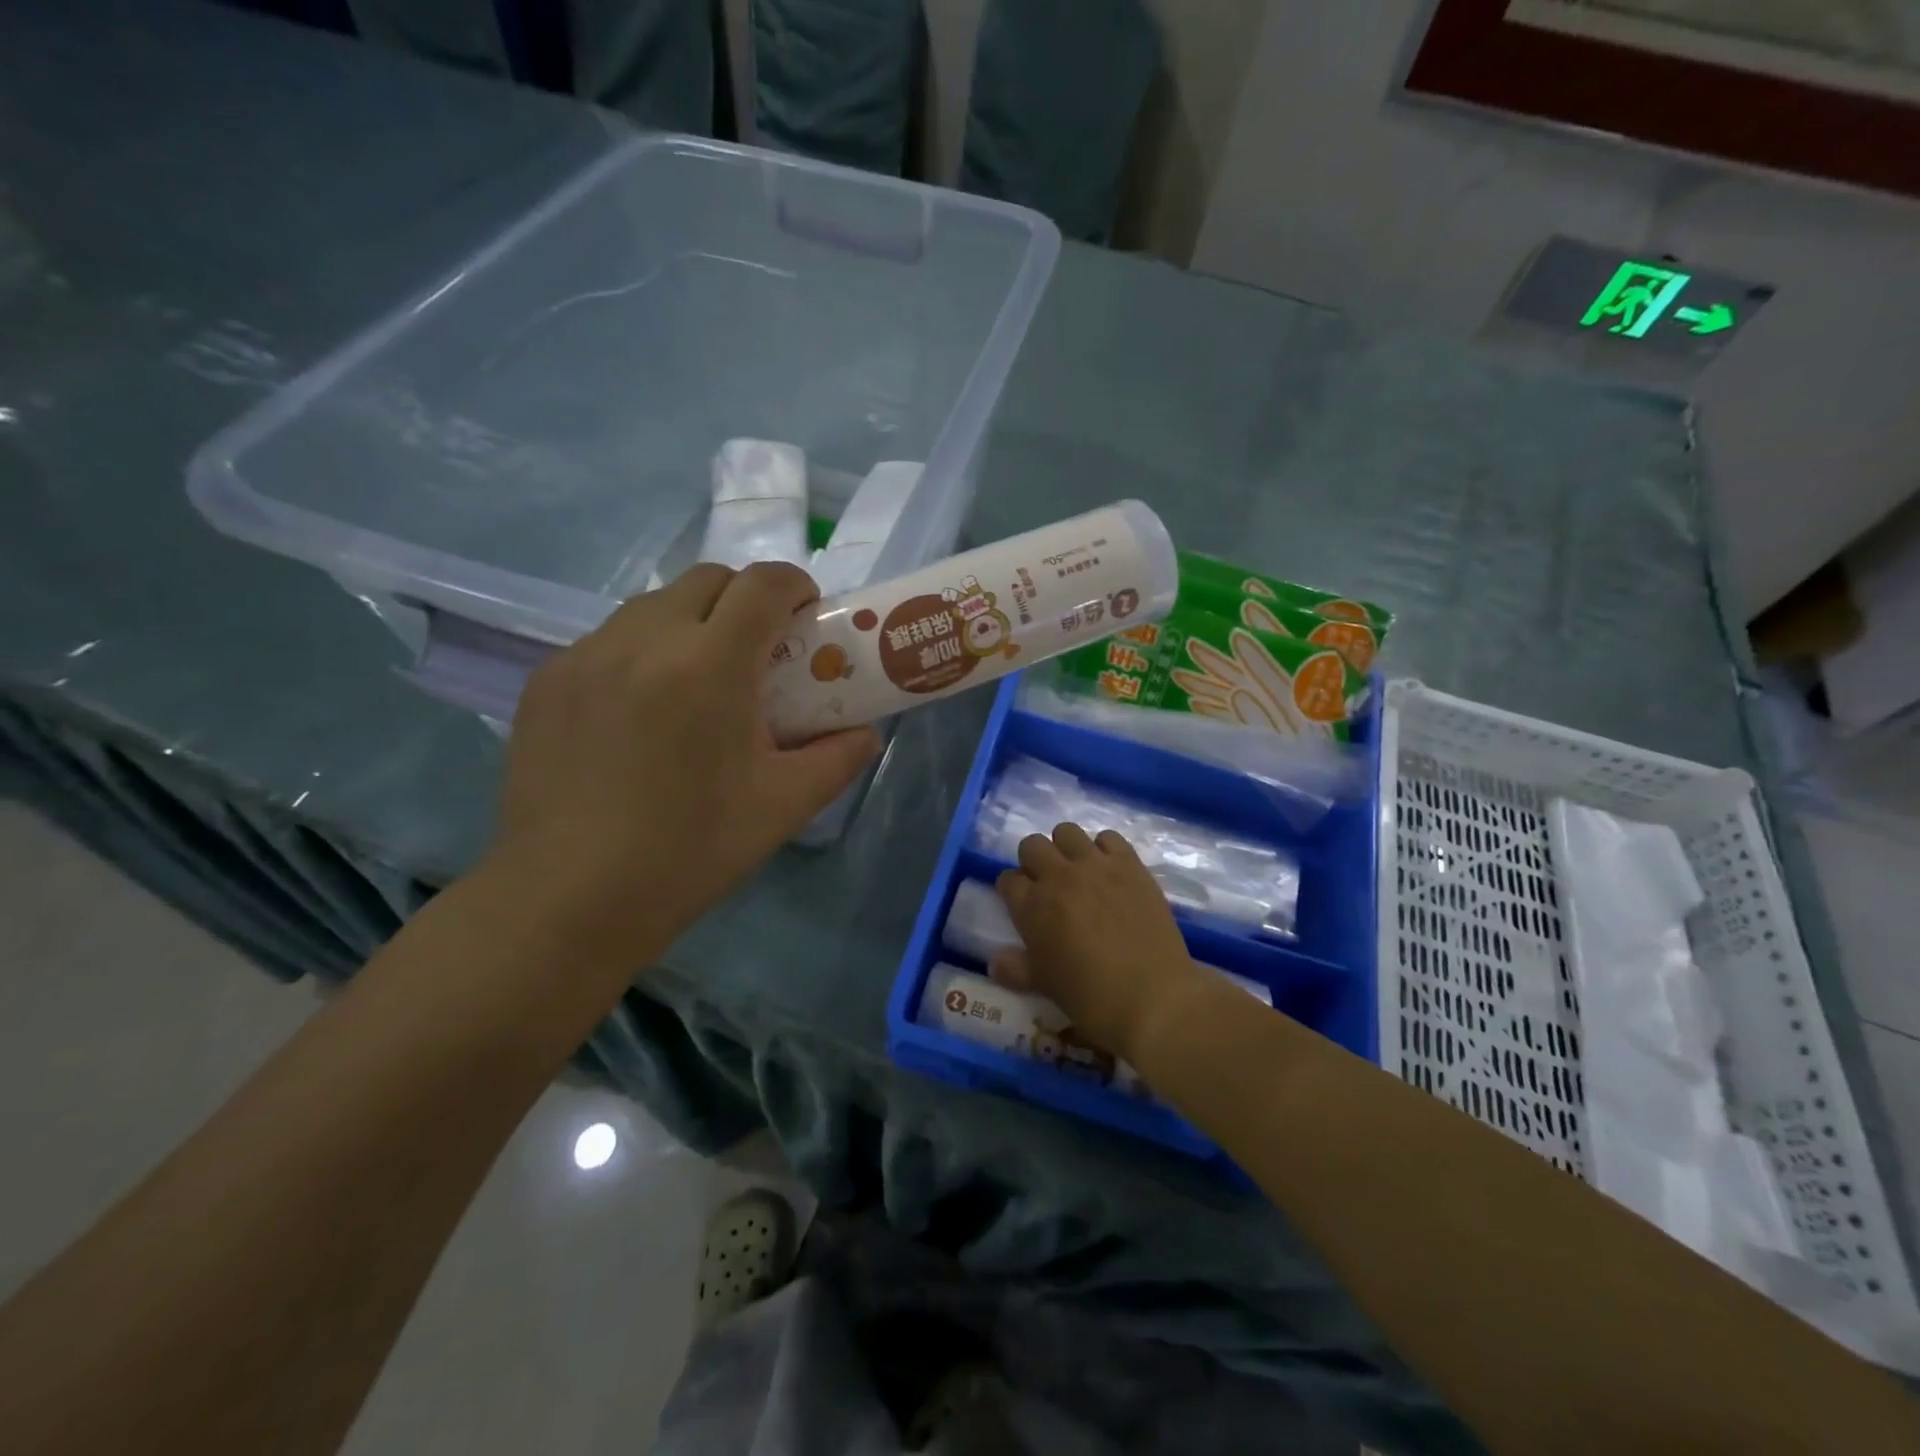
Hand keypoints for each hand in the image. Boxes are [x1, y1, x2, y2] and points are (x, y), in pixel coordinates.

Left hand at [484, 563, 879, 962]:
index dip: (796, 585)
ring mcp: (586, 656)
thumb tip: (865, 734)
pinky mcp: (546, 681)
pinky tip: (642, 714)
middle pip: (708, 580)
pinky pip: (608, 641)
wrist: (569, 899)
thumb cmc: (690, 852)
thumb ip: (838, 759)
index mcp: (710, 666)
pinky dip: (642, 654)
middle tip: (760, 652)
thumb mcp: (783, 807)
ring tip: (699, 683)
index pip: (763, 584)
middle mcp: (644, 640)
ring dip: (692, 623)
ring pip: (653, 606)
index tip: (808, 613)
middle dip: (746, 599)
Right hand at [992, 823, 1210, 1063]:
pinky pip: (1109, 837)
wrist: (1153, 998)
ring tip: (1077, 871)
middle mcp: (1058, 876)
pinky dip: (1104, 849)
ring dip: (1065, 848)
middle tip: (1048, 884)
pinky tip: (1110, 871)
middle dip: (1034, 861)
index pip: (1008, 879)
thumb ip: (1016, 969)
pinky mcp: (1129, 864)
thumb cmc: (1091, 997)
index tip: (1022, 903)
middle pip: (1032, 845)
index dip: (1012, 890)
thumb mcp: (1044, 986)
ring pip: (1066, 832)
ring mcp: (1095, 866)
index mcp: (1032, 906)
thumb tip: (995, 962)